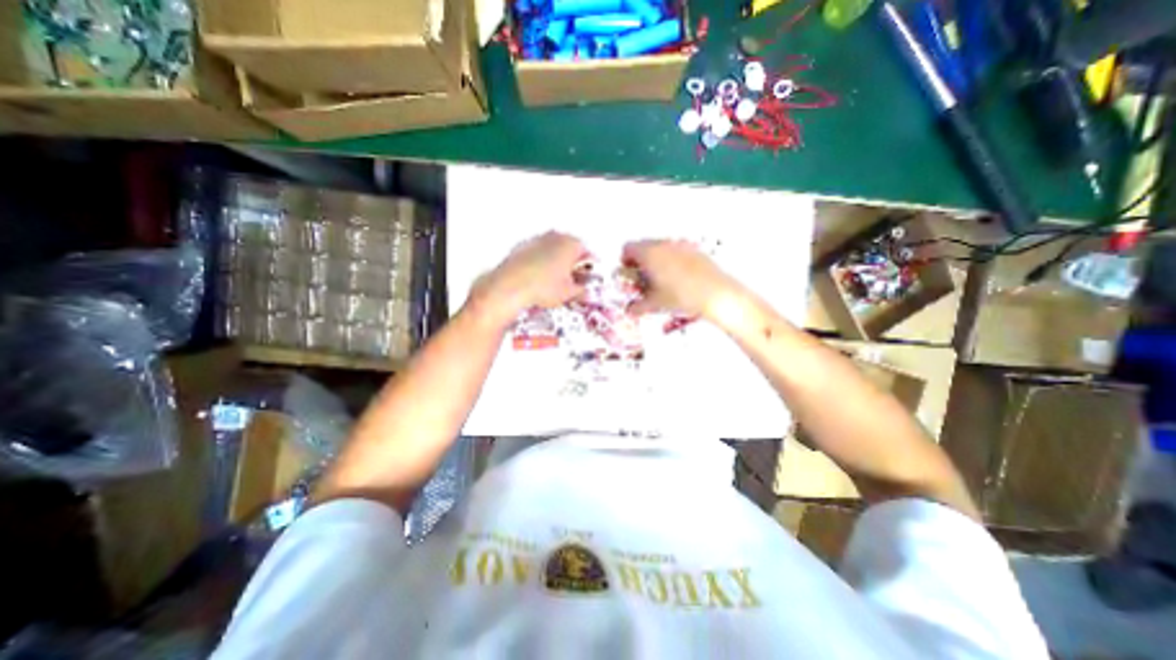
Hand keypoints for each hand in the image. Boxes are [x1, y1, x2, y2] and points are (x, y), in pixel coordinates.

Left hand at [471, 232, 586, 327]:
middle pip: (569, 248)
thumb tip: (584, 291)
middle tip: (573, 279)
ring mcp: (537, 240)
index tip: (587, 277)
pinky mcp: (521, 247)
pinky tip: (538, 278)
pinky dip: (540, 262)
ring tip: (555, 281)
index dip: (589, 267)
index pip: (587, 253)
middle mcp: (555, 237)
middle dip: (572, 262)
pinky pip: (537, 253)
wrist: (510, 287)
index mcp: (571, 244)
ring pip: (552, 249)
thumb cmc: (543, 287)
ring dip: (556, 261)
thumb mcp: (569, 293)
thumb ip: (581, 291)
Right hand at [623, 239, 741, 318]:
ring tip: (661, 279)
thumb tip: (630, 310)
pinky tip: (678, 278)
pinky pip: (676, 250)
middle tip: (643, 279)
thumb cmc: (680, 296)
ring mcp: (680, 245)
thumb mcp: (655, 304)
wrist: (715, 293)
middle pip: (643, 246)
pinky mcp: (694, 249)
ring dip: (656, 260)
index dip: (625, 262)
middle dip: (640, 261)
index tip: (629, 275)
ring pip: (660, 247)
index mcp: (649, 254)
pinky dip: (671, 260)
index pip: (627, 248)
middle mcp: (662, 244)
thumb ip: (638, 306)